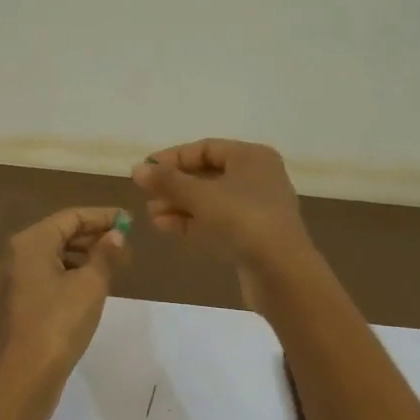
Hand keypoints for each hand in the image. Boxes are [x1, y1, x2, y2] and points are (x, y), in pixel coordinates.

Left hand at [0, 207, 131, 380]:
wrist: (27, 375)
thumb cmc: (60, 322)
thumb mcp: (91, 285)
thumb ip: (106, 255)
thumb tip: (117, 235)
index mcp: (31, 242)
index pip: (72, 217)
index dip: (103, 217)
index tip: (130, 221)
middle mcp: (17, 254)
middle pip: (61, 233)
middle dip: (94, 236)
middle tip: (126, 246)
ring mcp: (14, 279)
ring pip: (54, 255)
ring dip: (85, 256)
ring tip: (114, 266)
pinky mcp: (19, 301)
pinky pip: (48, 274)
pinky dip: (71, 273)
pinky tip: (92, 286)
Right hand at [130, 140, 316, 308]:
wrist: (282, 271)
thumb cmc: (243, 220)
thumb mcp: (200, 196)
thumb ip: (167, 181)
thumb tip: (137, 169)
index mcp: (252, 157)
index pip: (205, 148)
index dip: (172, 158)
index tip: (144, 171)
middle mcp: (257, 177)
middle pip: (207, 175)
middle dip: (174, 186)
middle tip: (145, 196)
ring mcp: (256, 209)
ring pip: (210, 201)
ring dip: (179, 206)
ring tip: (151, 215)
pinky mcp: (252, 236)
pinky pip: (217, 222)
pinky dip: (192, 223)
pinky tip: (165, 228)